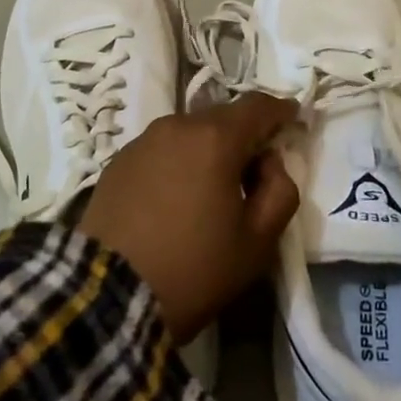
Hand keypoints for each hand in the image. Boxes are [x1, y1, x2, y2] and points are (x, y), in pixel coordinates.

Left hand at [78, 94, 299, 344]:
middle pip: (222, 118)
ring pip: (190, 132)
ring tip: (213, 189)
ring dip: (209, 149)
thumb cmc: (193, 269)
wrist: (107, 295)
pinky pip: (162, 150)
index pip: (257, 106)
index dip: (280, 110)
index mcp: (215, 138)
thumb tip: (269, 163)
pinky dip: (179, 162)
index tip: (293, 118)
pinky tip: (177, 197)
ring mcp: (143, 140)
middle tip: (255, 172)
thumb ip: (280, 191)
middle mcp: (178, 125)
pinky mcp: (118, 160)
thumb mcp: (258, 242)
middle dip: (244, 136)